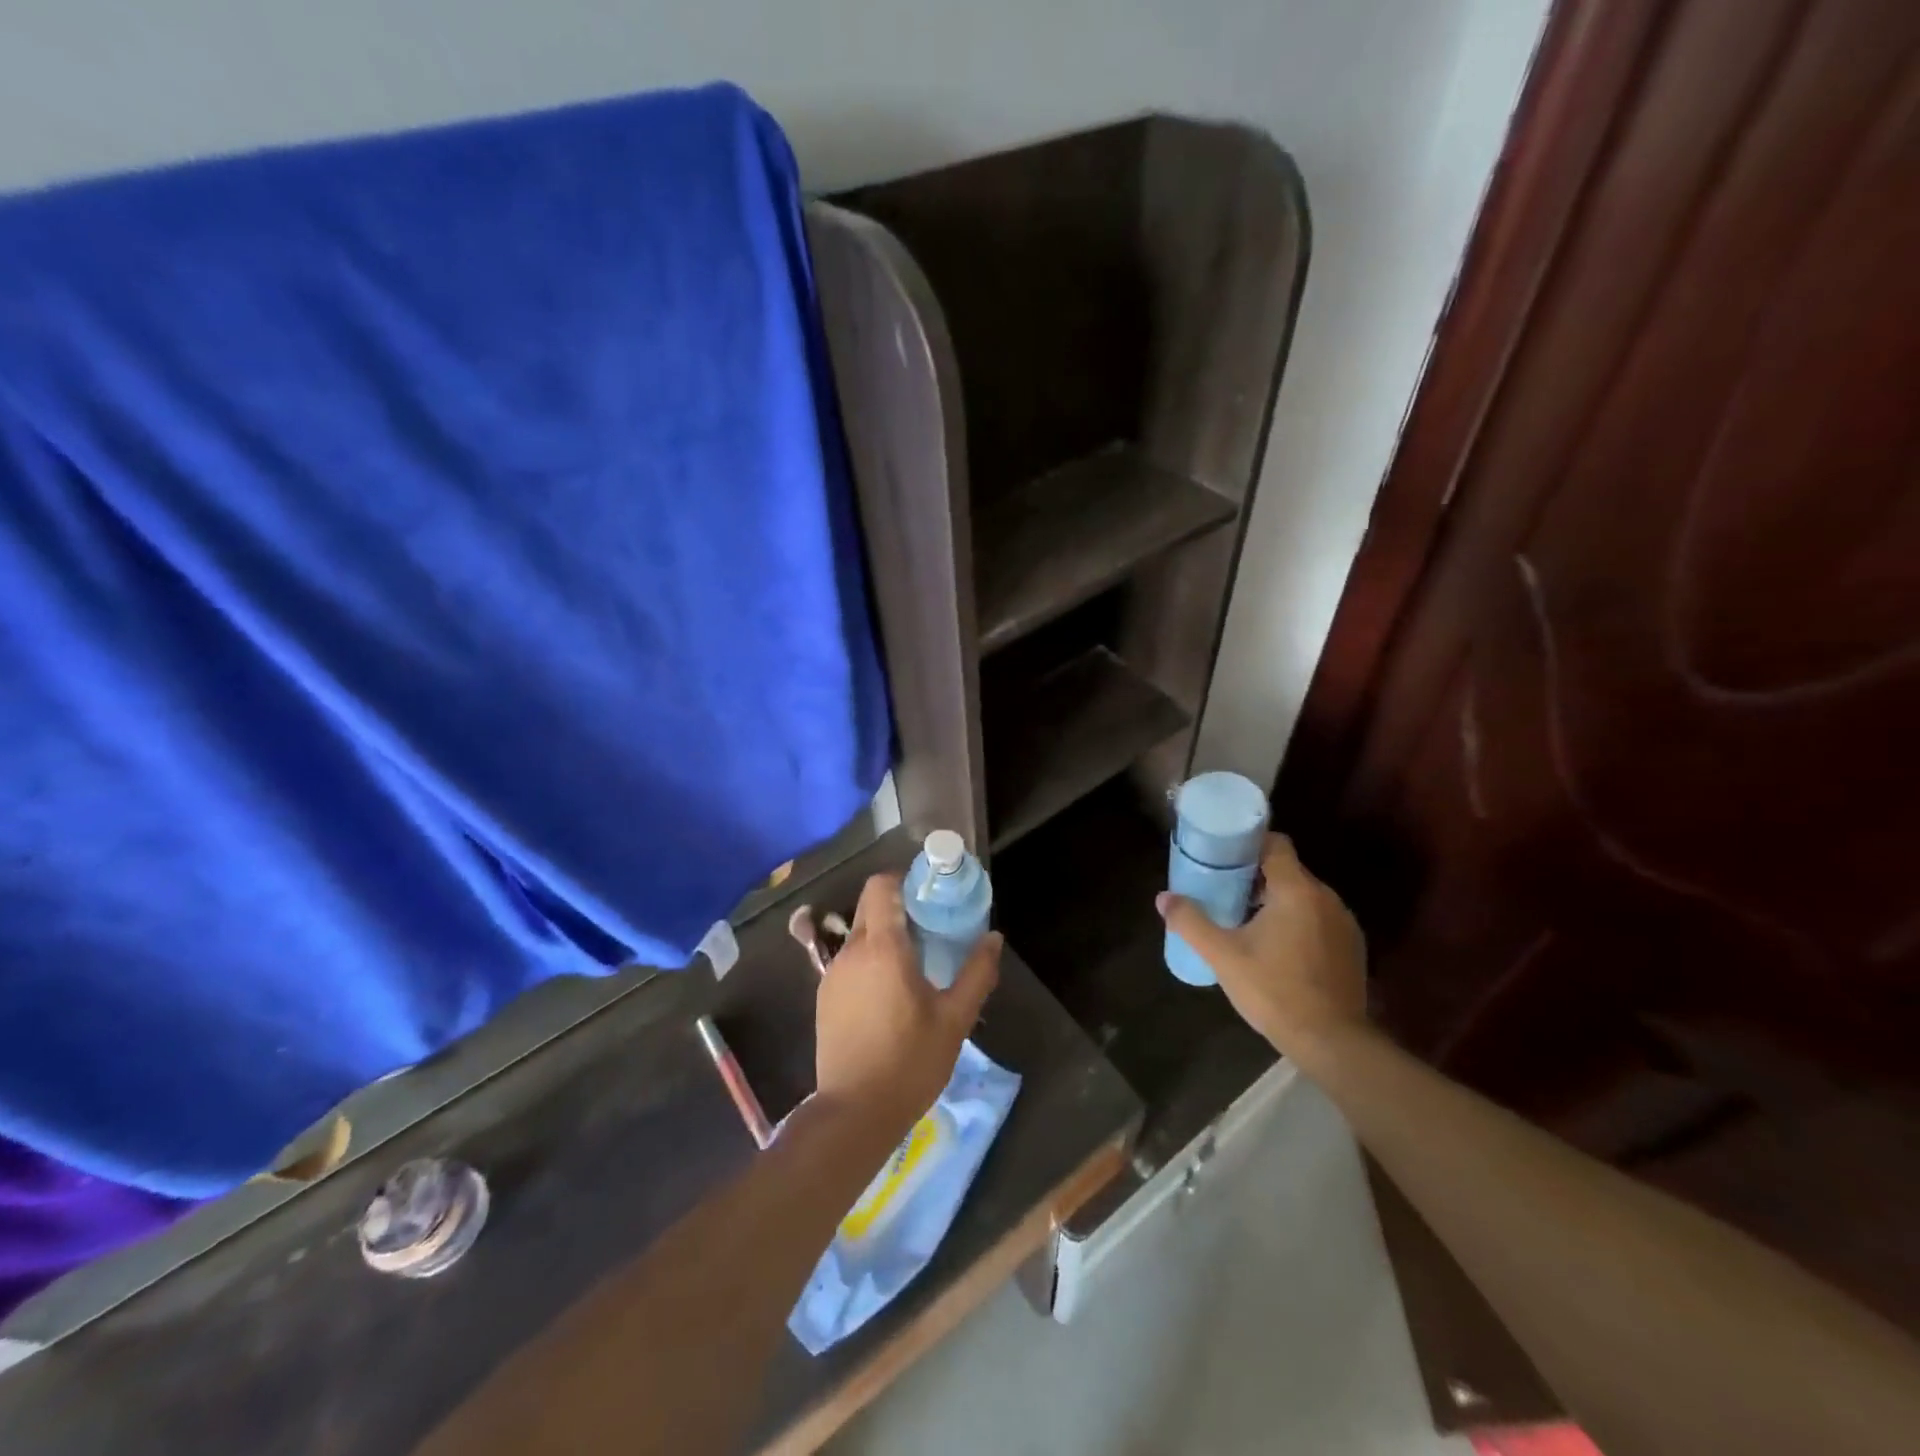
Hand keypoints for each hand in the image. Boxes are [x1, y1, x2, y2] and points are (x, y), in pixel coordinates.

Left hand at [815, 873, 1001, 1146]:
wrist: (854, 1114)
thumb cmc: (910, 1062)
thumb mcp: (954, 1019)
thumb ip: (976, 974)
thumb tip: (993, 938)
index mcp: (882, 947)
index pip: (881, 886)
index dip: (903, 880)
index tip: (929, 894)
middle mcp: (851, 952)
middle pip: (869, 906)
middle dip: (898, 905)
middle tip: (931, 925)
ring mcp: (832, 975)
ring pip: (860, 935)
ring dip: (885, 935)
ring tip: (916, 961)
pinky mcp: (825, 998)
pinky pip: (851, 961)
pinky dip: (871, 960)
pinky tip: (891, 992)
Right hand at [1156, 834, 1368, 1062]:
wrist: (1333, 1043)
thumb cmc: (1275, 990)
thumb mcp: (1222, 956)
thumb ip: (1190, 922)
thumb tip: (1163, 898)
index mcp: (1296, 890)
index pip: (1276, 844)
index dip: (1249, 844)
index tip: (1224, 855)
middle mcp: (1326, 898)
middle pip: (1288, 870)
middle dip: (1257, 876)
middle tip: (1224, 890)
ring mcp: (1344, 924)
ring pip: (1304, 896)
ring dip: (1277, 901)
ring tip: (1246, 920)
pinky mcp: (1352, 948)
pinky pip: (1319, 919)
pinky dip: (1297, 922)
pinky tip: (1277, 948)